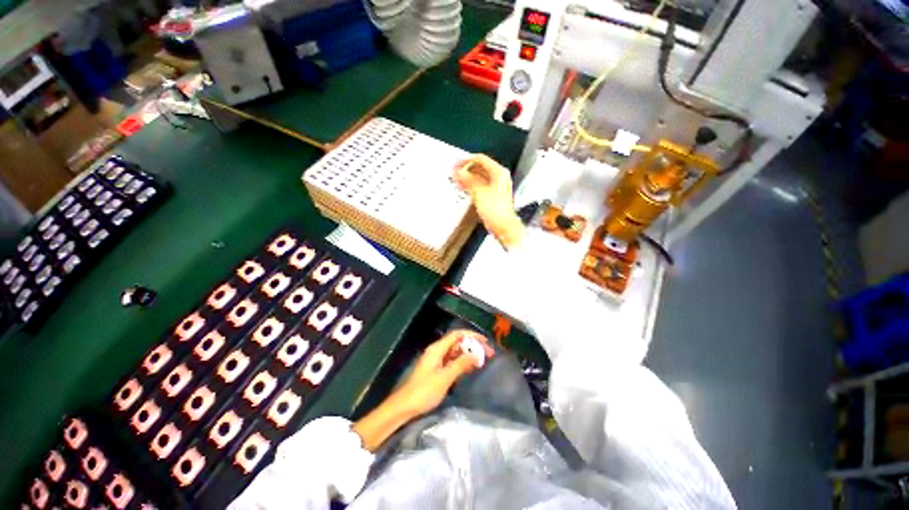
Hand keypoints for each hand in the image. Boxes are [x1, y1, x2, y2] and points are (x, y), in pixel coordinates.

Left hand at [353, 331, 493, 451]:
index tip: (485, 341)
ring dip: (469, 355)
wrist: (405, 406)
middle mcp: (437, 351)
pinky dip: (462, 363)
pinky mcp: (437, 369)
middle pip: (458, 343)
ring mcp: (436, 360)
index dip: (472, 335)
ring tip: (483, 360)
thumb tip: (477, 355)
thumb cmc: (424, 391)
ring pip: (456, 352)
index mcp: (437, 348)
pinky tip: (471, 368)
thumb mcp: (445, 377)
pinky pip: (452, 361)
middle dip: (473, 346)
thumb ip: (461, 364)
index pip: (457, 335)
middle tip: (488, 353)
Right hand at [454, 155, 524, 248]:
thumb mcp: (479, 192)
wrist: (503, 226)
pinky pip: (479, 186)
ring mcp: (495, 187)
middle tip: (454, 172)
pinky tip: (463, 188)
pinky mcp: (491, 197)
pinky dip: (470, 186)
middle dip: (465, 169)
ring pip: (478, 177)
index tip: (456, 164)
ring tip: (455, 179)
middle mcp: (499, 178)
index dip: (466, 160)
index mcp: (499, 172)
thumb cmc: (497, 211)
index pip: (480, 159)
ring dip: (467, 178)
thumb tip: (459, 172)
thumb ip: (468, 180)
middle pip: (479, 168)